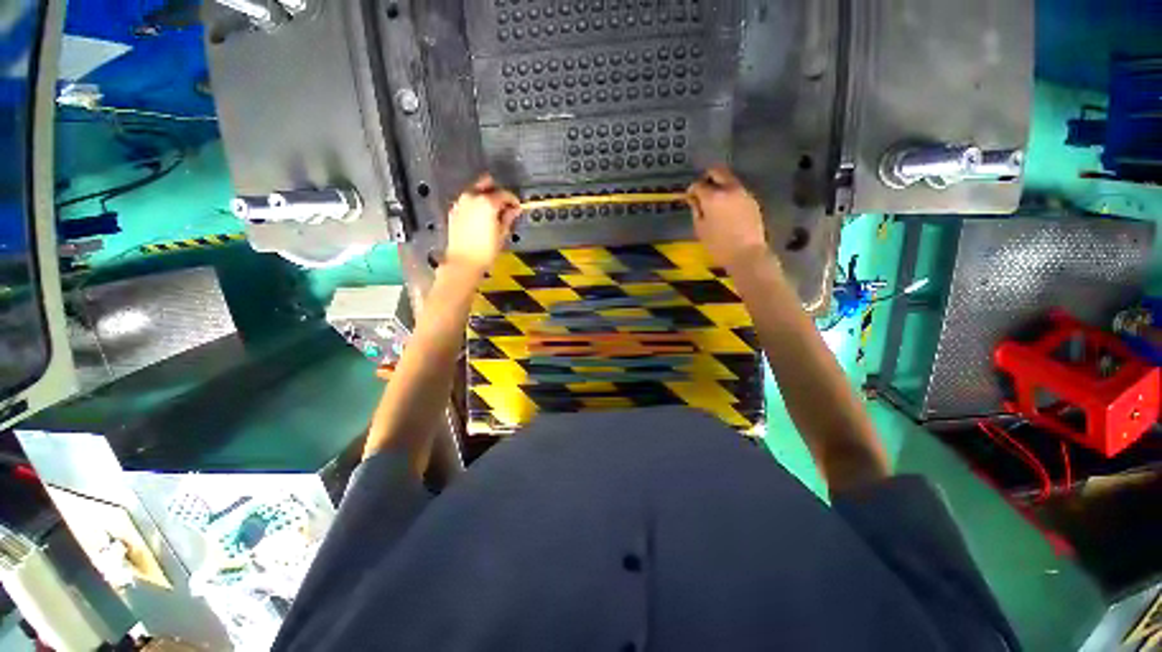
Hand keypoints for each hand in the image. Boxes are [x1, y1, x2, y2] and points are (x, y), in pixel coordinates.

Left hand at [445, 175, 520, 274]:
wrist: (464, 262)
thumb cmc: (486, 250)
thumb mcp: (502, 234)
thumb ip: (508, 217)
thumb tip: (514, 209)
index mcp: (487, 202)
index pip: (504, 194)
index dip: (513, 200)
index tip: (517, 207)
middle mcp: (472, 197)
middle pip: (486, 185)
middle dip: (496, 192)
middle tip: (504, 206)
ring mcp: (460, 203)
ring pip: (475, 192)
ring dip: (484, 198)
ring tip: (492, 212)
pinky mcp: (453, 212)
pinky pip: (467, 202)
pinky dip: (474, 205)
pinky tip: (480, 217)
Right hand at [688, 167, 769, 271]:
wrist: (747, 253)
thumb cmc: (718, 245)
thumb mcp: (700, 229)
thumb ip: (696, 210)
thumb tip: (694, 199)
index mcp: (713, 196)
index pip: (698, 185)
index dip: (692, 190)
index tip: (690, 197)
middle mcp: (729, 189)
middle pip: (718, 172)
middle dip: (708, 177)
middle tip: (702, 189)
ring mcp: (743, 193)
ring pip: (729, 180)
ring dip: (720, 185)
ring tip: (715, 200)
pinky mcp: (752, 200)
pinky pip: (738, 190)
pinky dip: (730, 194)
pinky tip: (726, 208)